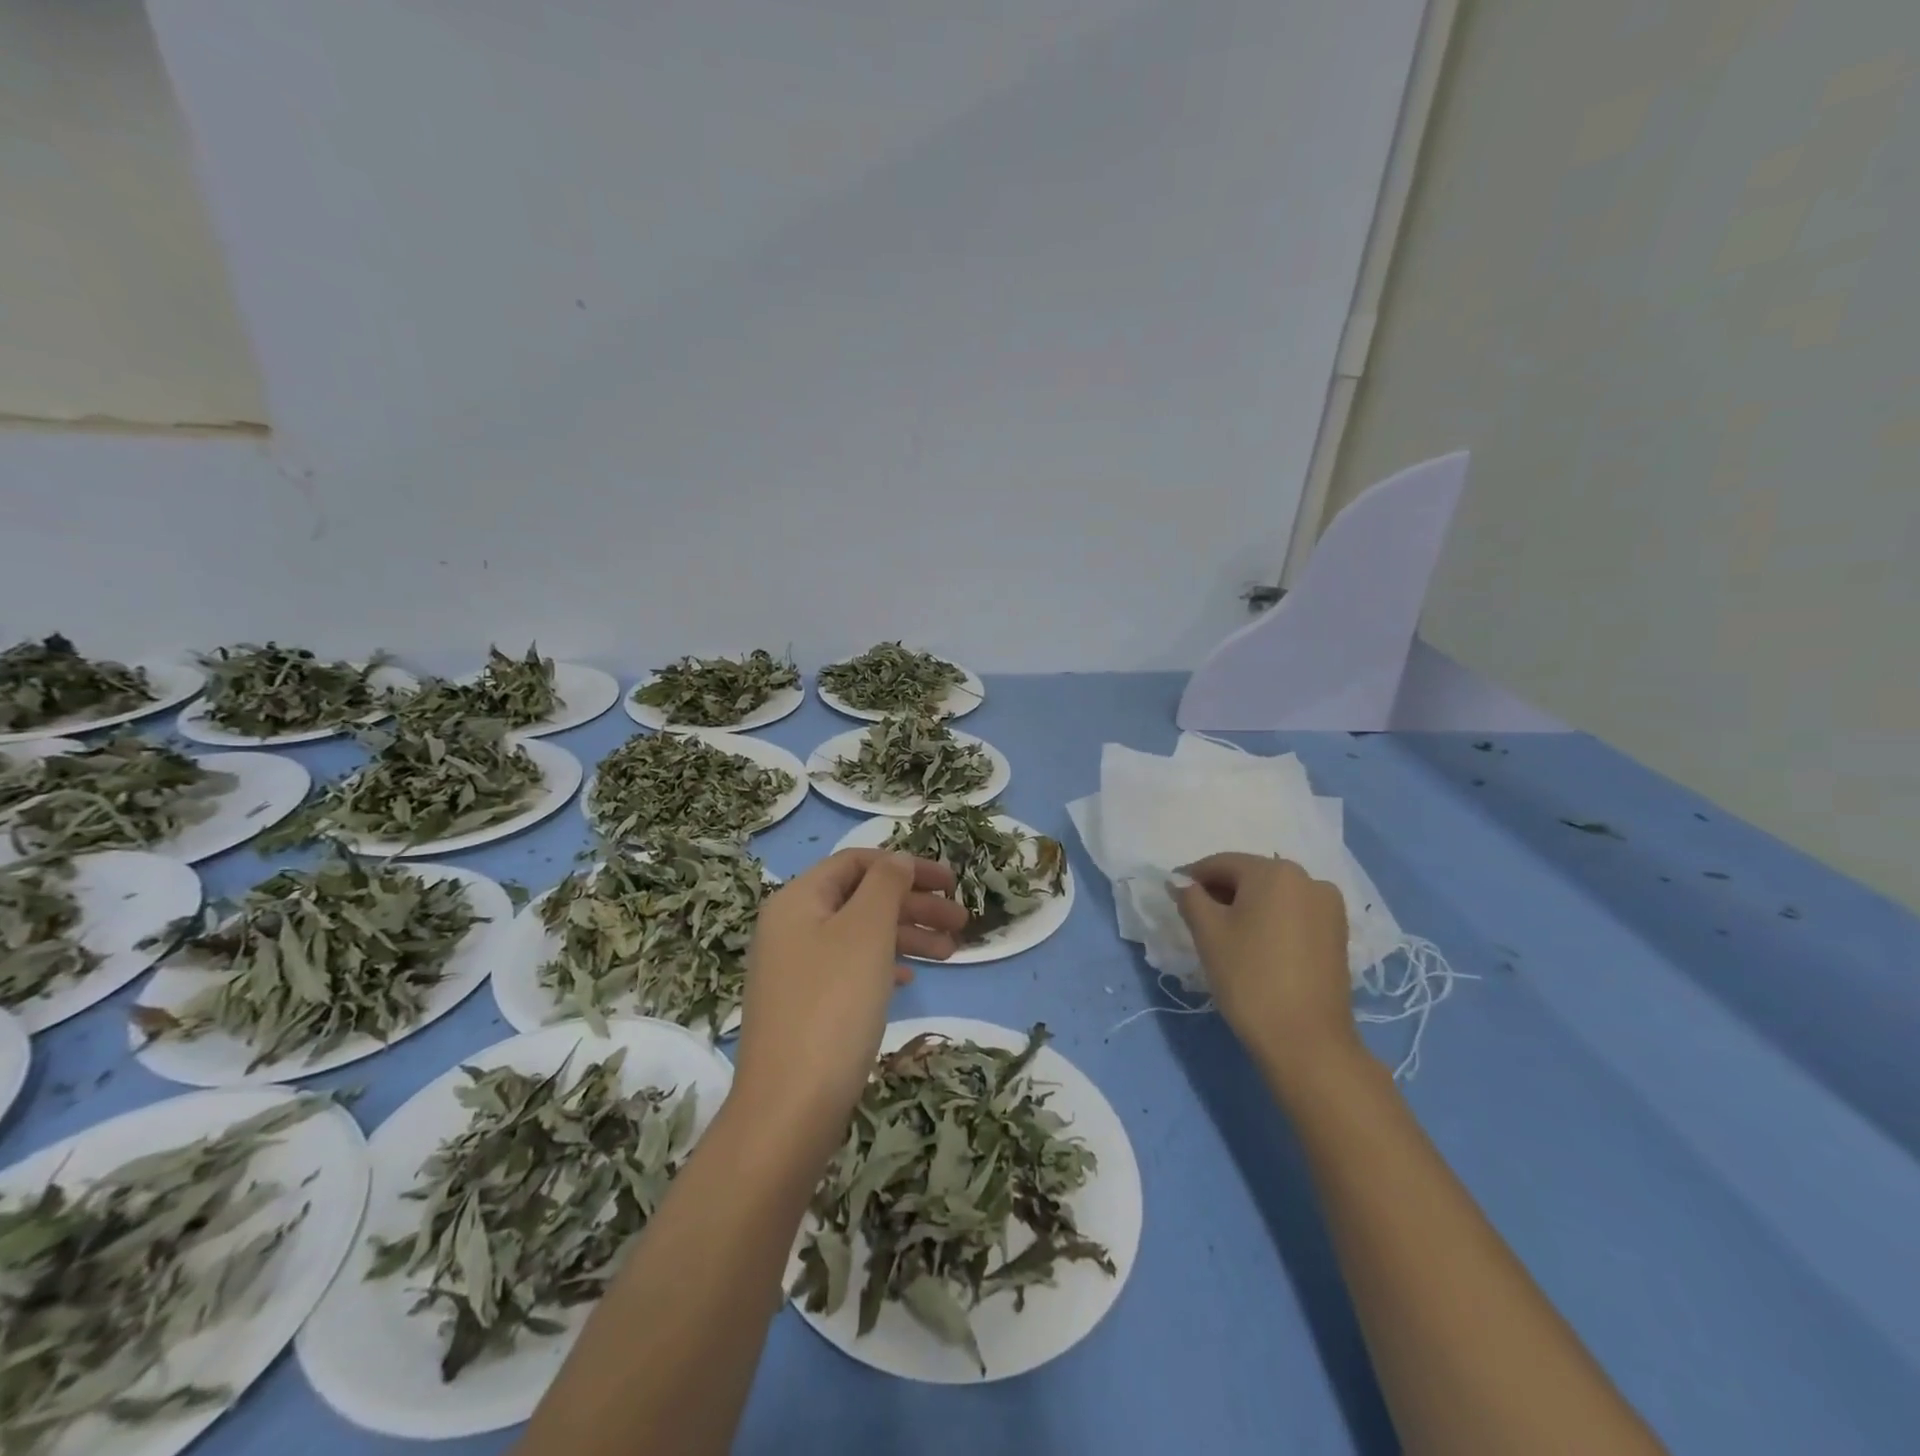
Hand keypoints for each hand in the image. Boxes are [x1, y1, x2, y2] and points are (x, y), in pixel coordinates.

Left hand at [731, 849, 966, 1150]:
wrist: (789, 1108)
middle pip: (861, 898)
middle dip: (914, 904)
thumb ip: (886, 885)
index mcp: (797, 900)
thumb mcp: (866, 931)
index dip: (907, 866)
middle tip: (961, 922)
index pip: (857, 862)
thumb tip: (897, 860)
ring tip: (951, 954)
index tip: (951, 884)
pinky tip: (909, 978)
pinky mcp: (804, 1006)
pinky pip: (851, 968)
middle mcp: (790, 927)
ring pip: (859, 935)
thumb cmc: (833, 1004)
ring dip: (906, 936)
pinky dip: (883, 964)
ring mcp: (795, 969)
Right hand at [1173, 854, 1360, 1078]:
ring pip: (1274, 895)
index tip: (1173, 894)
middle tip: (1195, 917)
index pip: (1222, 864)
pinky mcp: (1338, 933)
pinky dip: (1271, 920)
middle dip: (1221, 891)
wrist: (1306, 1040)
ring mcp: (1328, 907)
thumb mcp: (1208, 933)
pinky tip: (1256, 944)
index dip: (1192, 877)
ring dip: (1247, 906)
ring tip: (1225, 934)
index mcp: (1275, 871)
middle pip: (1251, 876)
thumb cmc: (1249, 977)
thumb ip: (1190, 897)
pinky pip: (1294, 913)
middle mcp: (1308, 879)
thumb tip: (1180, 881)